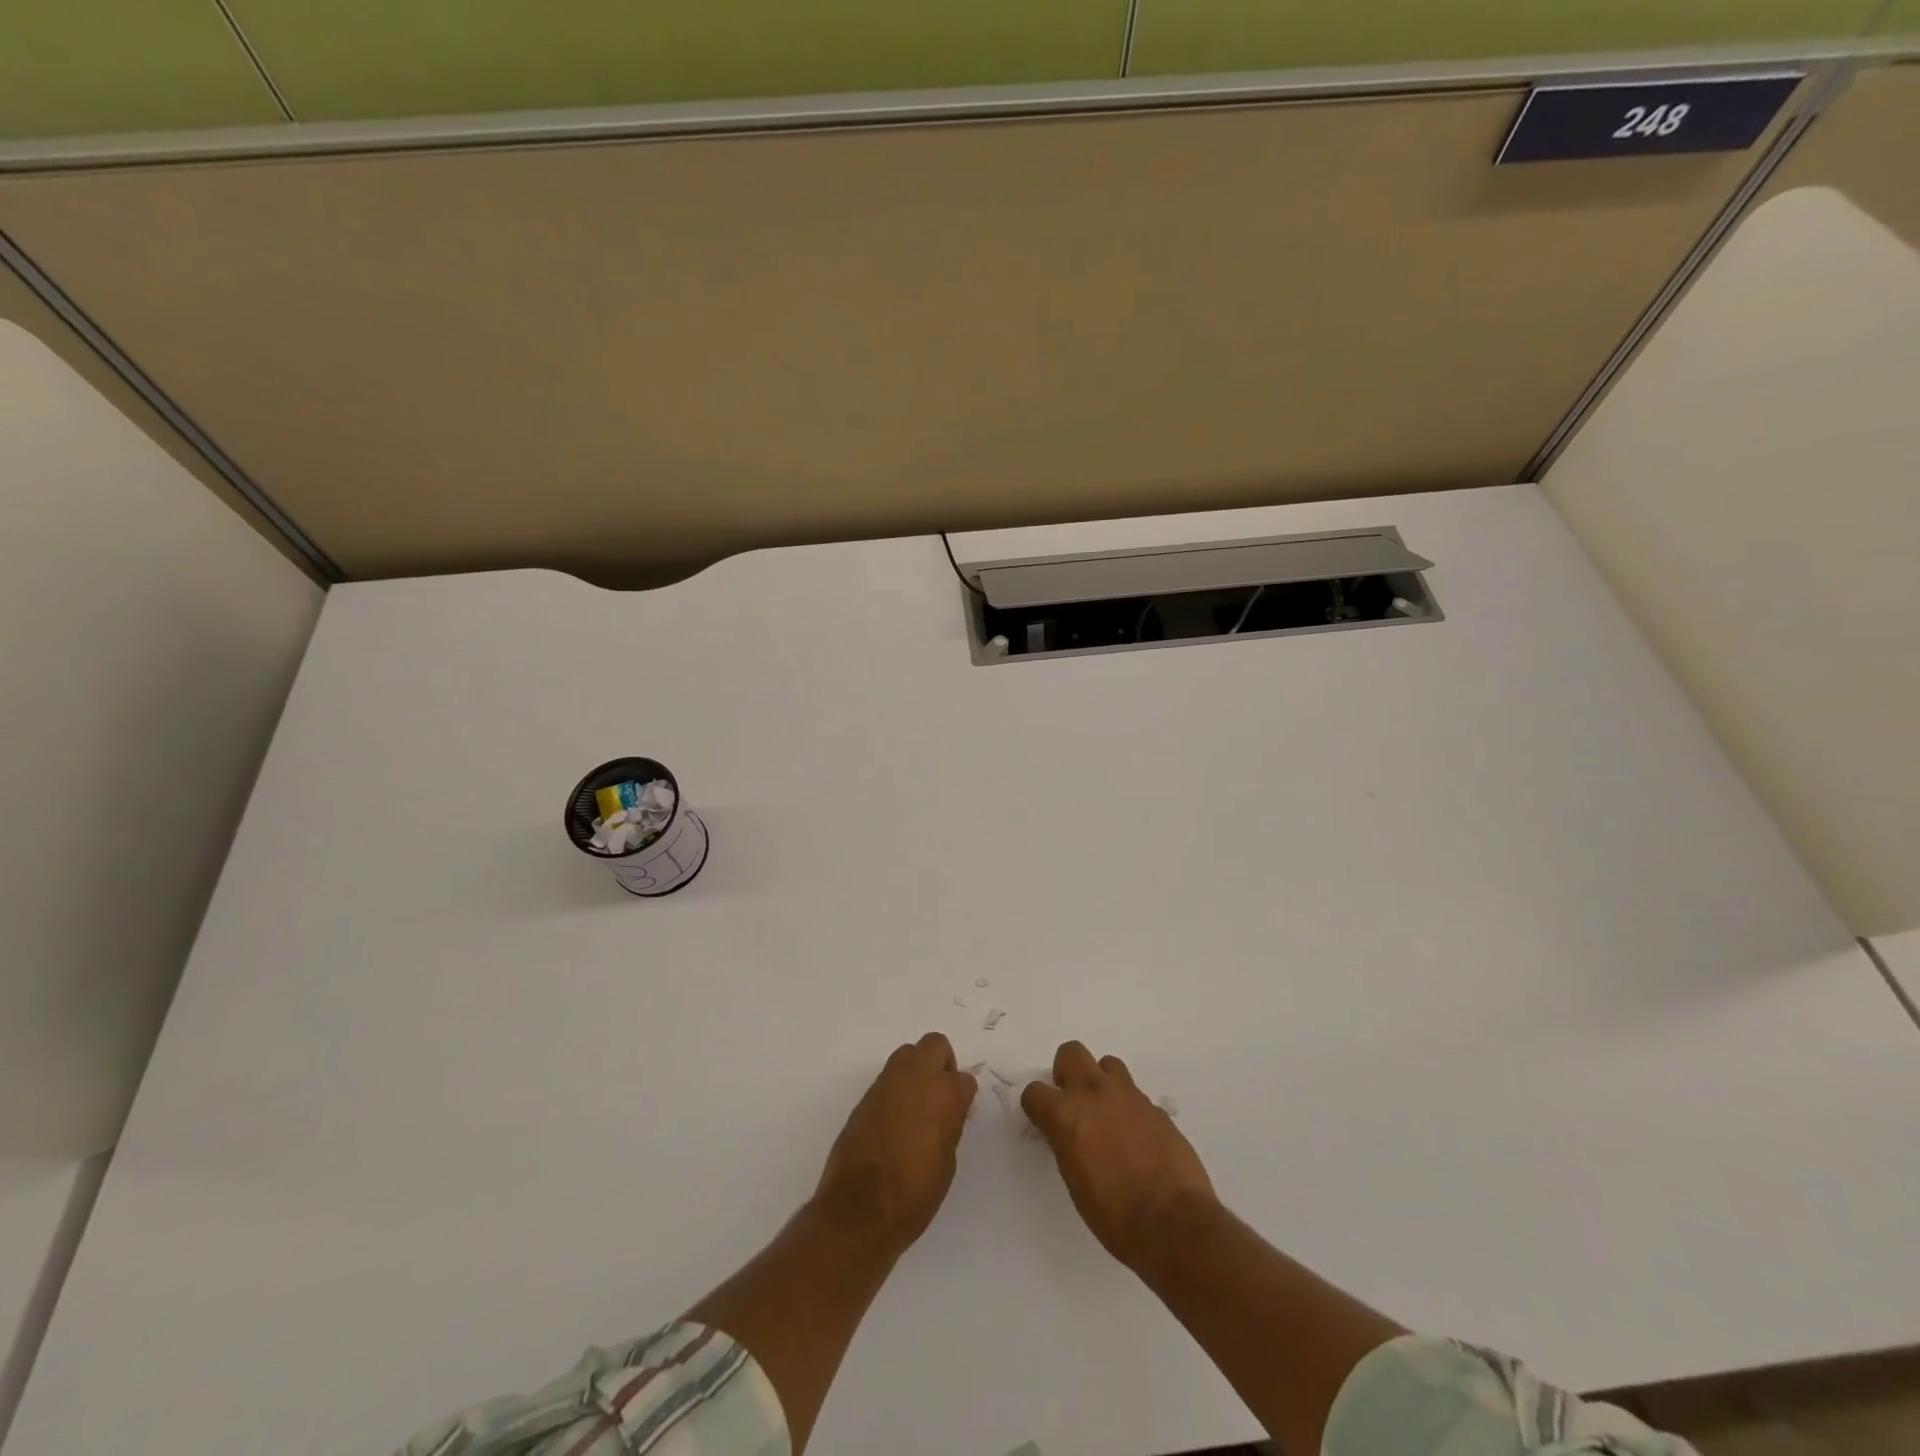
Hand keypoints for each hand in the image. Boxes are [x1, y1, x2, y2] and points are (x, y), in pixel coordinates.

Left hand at [814, 1032, 976, 1256]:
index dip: (963, 1097)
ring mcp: (886, 1084)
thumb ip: (949, 1125)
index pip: (964, 1079)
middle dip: (942, 1063)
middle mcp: (915, 1078)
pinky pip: (887, 1079)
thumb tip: (946, 1113)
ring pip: (907, 1054)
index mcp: (944, 1094)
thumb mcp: (947, 1162)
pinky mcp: (865, 1097)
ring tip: (916, 1106)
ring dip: (916, 1071)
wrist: (860, 1210)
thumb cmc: (914, 1194)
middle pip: (934, 1045)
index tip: (959, 1115)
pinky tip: (895, 1121)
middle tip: (940, 1096)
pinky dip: (895, 1090)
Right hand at [1023, 1041, 1217, 1272]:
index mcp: (1066, 1115)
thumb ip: (1067, 1145)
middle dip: (1067, 1072)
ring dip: (1102, 1082)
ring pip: (1107, 1064)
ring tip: (1108, 1114)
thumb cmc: (1114, 1216)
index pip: (1035, 1091)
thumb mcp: (1075, 1182)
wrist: (1173, 1223)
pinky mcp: (1156, 1107)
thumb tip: (1069, 1134)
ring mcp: (1129, 1096)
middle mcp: (1095, 1094)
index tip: (1044, 1120)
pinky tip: (1136, 1137)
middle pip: (1071, 1053)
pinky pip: (1135, 1094)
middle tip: (1074, 1102)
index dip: (1037, 1105)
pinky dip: (1129, 1108)